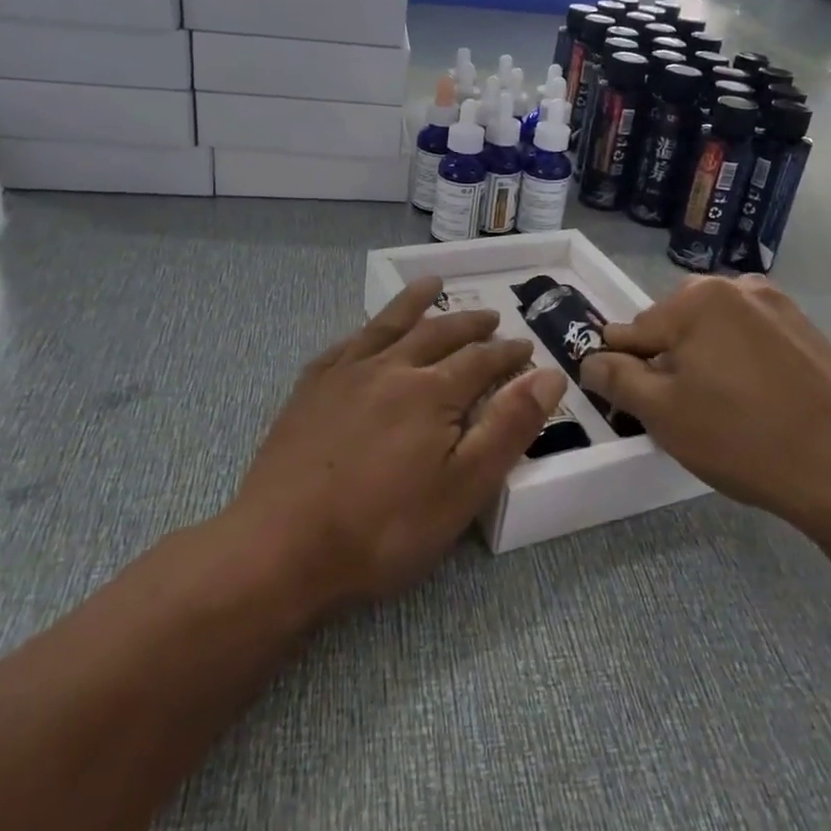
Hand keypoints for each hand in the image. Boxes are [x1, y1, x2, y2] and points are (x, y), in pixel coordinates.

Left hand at [229, 277, 565, 609]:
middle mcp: (390, 368)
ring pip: (388, 325)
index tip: (525, 347)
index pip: (481, 360)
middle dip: (469, 324)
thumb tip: (548, 375)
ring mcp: (344, 375)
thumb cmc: (384, 528)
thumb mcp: (463, 487)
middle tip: (490, 316)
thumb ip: (508, 427)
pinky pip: (345, 345)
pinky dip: (365, 331)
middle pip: (438, 333)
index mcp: (431, 391)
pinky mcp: (309, 390)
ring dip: (415, 303)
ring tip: (432, 284)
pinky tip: (365, 332)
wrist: (281, 547)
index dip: (507, 353)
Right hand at [579, 276, 830, 524]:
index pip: (634, 330)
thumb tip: (592, 360)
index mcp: (698, 299)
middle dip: (669, 359)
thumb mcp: (662, 413)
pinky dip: (745, 363)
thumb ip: (617, 379)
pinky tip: (759, 404)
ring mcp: (782, 308)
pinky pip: (757, 342)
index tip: (631, 398)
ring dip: (708, 359)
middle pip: (678, 324)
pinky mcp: (812, 334)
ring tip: (721, 407)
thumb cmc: (740, 438)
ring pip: (719, 331)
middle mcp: (740, 288)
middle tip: (681, 409)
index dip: (624, 366)